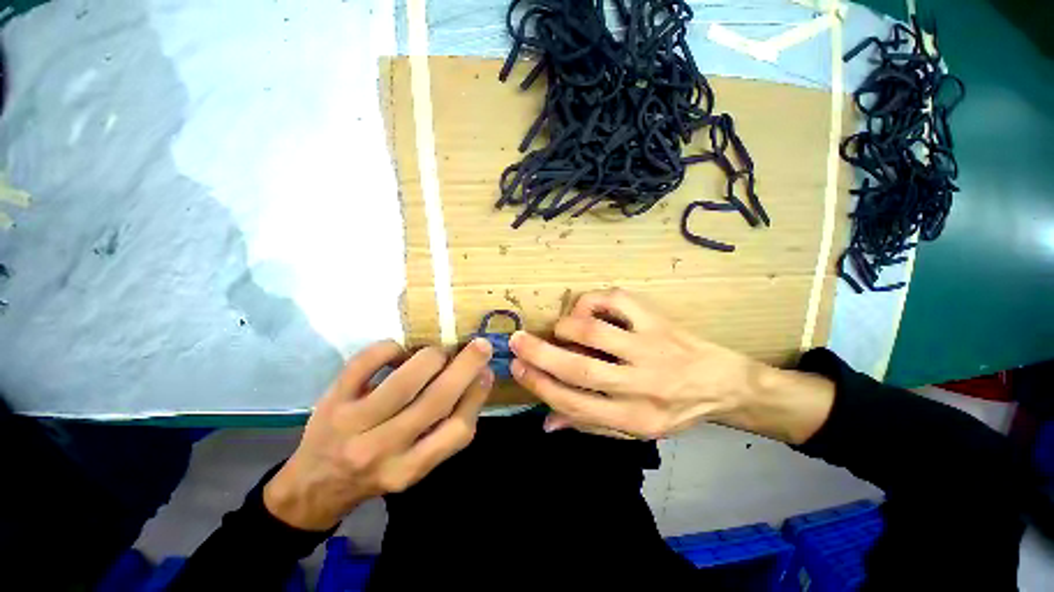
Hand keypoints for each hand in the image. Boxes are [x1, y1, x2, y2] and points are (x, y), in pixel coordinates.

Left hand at [263, 338, 493, 530]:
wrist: (313, 485)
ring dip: (432, 357)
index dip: (477, 396)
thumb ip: (446, 429)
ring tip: (440, 351)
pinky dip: (390, 347)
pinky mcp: (332, 400)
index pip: (457, 431)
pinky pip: (365, 362)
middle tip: (480, 345)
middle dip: (465, 366)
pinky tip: (400, 348)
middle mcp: (382, 450)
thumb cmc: (376, 473)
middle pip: (436, 401)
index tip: (486, 372)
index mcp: (409, 469)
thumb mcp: (416, 465)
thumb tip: (477, 379)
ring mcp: (353, 424)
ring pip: (404, 380)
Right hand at [509, 289, 833, 442]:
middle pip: (579, 369)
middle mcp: (642, 386)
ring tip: (559, 329)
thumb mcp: (634, 430)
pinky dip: (591, 302)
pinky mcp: (657, 321)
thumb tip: (546, 423)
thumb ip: (588, 424)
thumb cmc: (673, 410)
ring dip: (567, 328)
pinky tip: (586, 310)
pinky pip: (616, 301)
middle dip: (540, 353)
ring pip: (595, 333)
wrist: (725, 385)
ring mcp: (651, 348)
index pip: (574, 404)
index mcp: (633, 419)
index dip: (539, 384)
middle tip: (516, 340)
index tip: (517, 367)